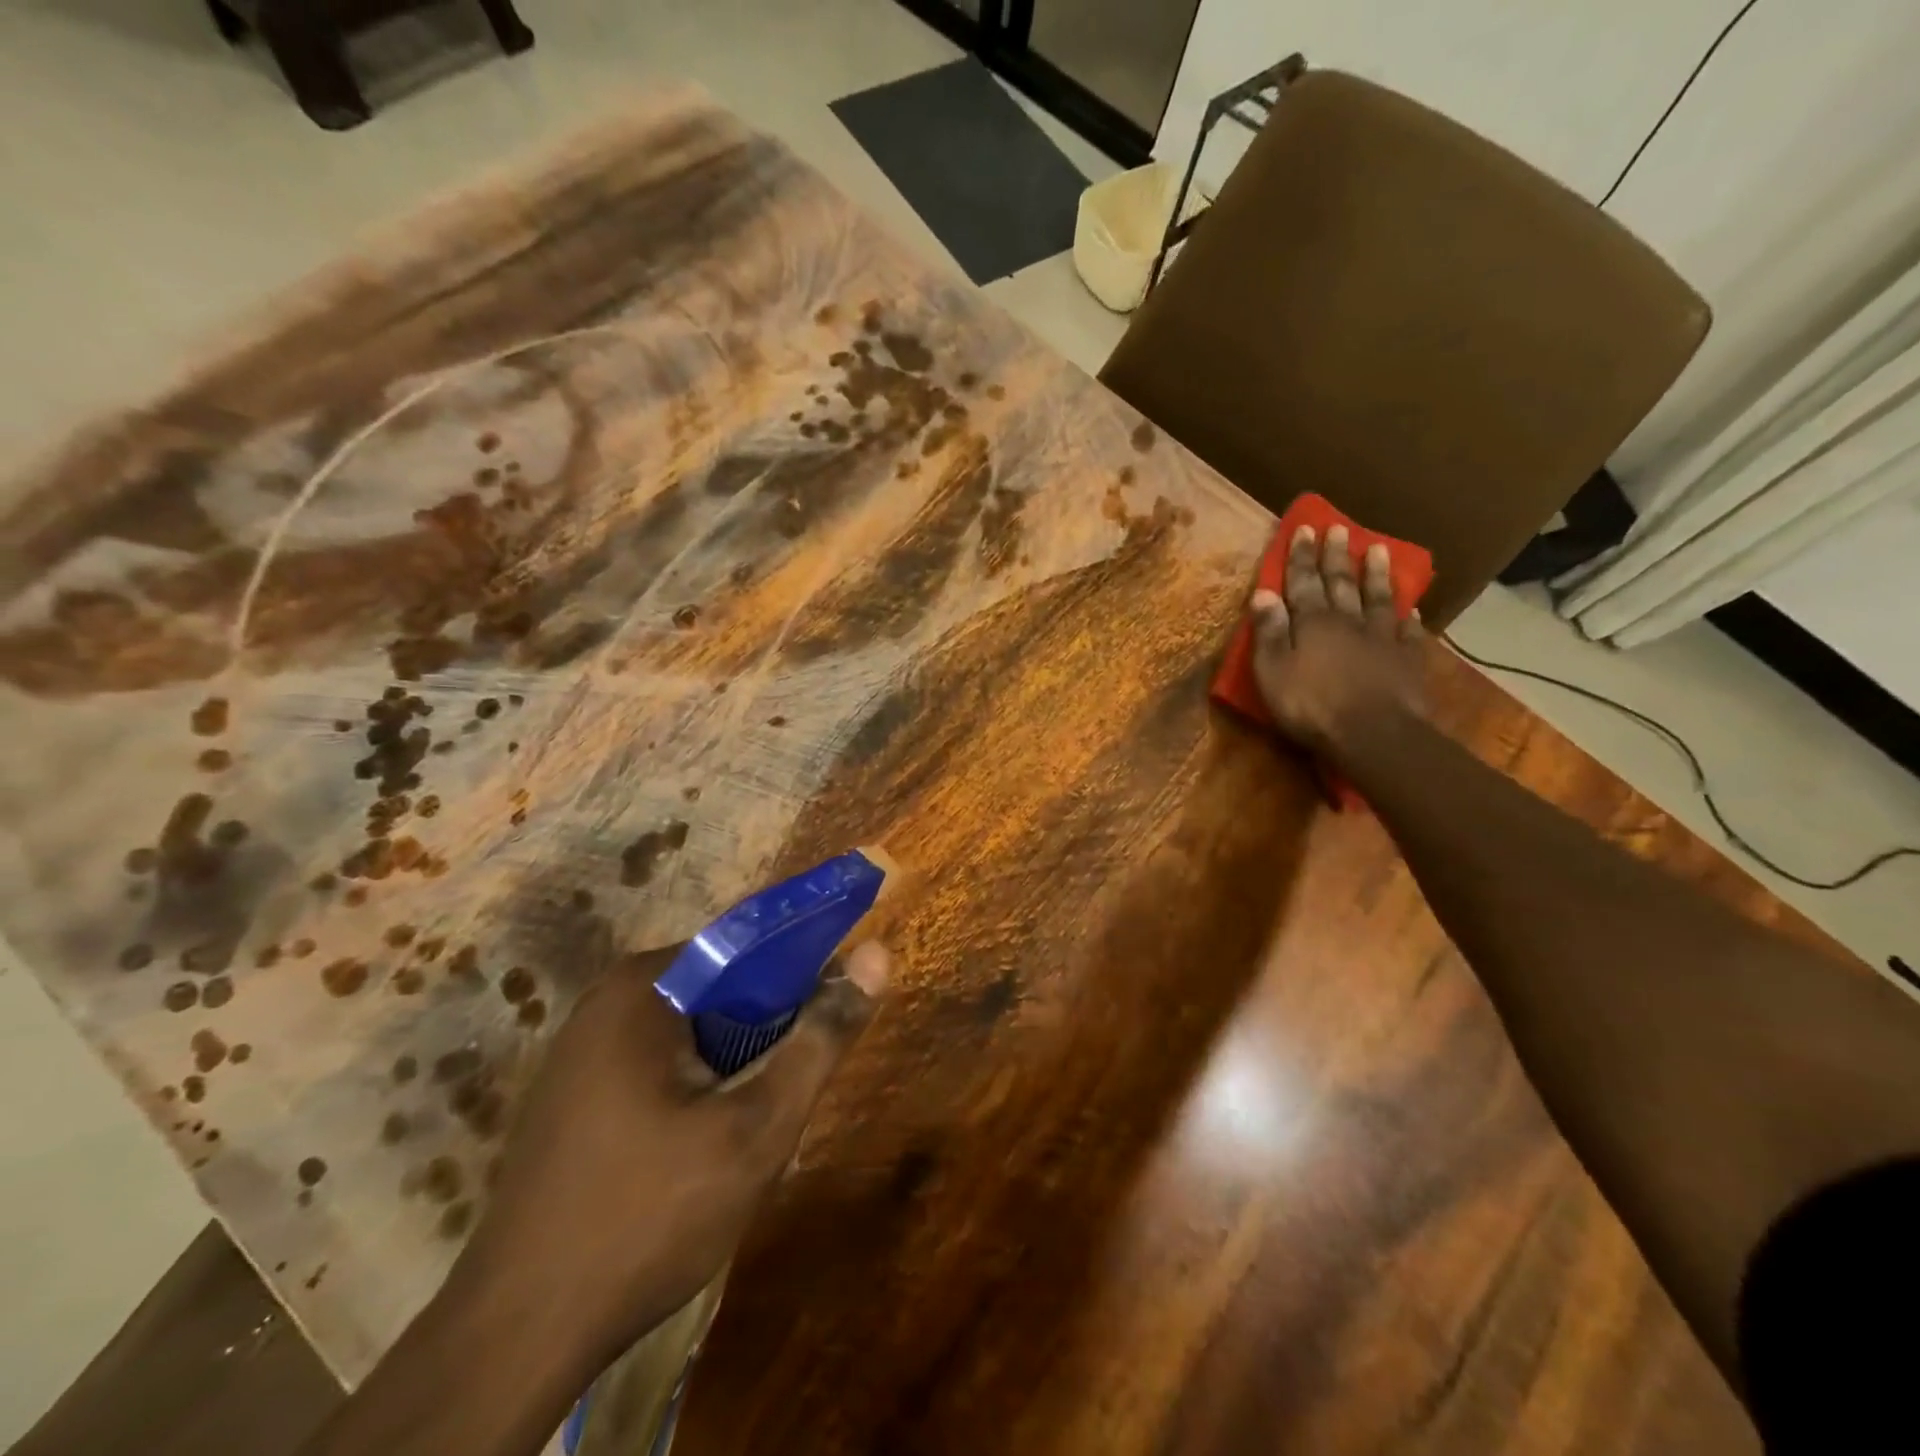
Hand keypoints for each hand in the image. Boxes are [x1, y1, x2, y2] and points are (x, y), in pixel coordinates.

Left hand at [453, 940, 890, 1358]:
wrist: (516, 1338)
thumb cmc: (648, 1216)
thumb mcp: (756, 1128)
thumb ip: (820, 1039)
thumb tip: (877, 954)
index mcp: (645, 985)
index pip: (749, 943)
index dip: (802, 970)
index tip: (831, 1014)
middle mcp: (608, 999)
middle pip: (721, 987)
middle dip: (766, 1030)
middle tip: (788, 1090)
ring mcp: (583, 1047)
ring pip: (694, 1028)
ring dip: (735, 1063)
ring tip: (749, 1126)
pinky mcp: (575, 1092)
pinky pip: (659, 1060)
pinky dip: (697, 1084)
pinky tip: (702, 1147)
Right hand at [1249, 523, 1427, 757]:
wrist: (1374, 734)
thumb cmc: (1311, 705)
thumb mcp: (1273, 671)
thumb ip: (1269, 632)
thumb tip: (1263, 594)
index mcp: (1312, 623)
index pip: (1303, 582)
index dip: (1302, 557)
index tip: (1305, 529)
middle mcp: (1348, 621)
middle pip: (1341, 583)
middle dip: (1336, 556)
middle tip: (1338, 529)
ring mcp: (1382, 639)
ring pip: (1377, 598)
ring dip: (1375, 575)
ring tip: (1377, 550)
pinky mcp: (1407, 660)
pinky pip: (1408, 632)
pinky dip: (1408, 618)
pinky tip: (1410, 608)